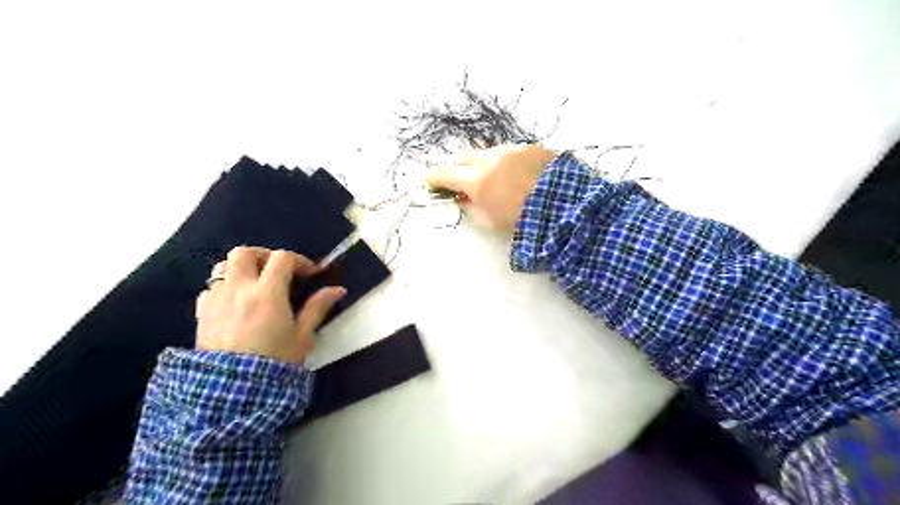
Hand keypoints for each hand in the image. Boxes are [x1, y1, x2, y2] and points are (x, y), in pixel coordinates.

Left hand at [194, 244, 344, 360]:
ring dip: (241, 268)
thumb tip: (338, 289)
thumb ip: (318, 308)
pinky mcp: (201, 314)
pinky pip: (210, 289)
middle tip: (279, 271)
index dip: (299, 260)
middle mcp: (239, 289)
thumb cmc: (274, 362)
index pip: (282, 259)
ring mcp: (216, 300)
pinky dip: (224, 287)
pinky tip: (235, 303)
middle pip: (245, 253)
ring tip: (255, 284)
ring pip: (223, 266)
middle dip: (264, 256)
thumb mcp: (303, 336)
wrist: (232, 393)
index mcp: (267, 292)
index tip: (311, 273)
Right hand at [426, 143, 556, 229]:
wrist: (565, 206)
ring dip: (486, 164)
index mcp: (477, 179)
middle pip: (464, 156)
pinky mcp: (531, 148)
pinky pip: (511, 152)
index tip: (429, 181)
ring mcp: (512, 150)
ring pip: (488, 153)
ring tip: (499, 180)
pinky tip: (520, 175)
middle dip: (461, 168)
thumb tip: (464, 199)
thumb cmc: (523, 220)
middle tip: (466, 182)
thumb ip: (472, 208)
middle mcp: (490, 158)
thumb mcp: (491, 221)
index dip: (434, 177)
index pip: (444, 173)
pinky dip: (508, 163)